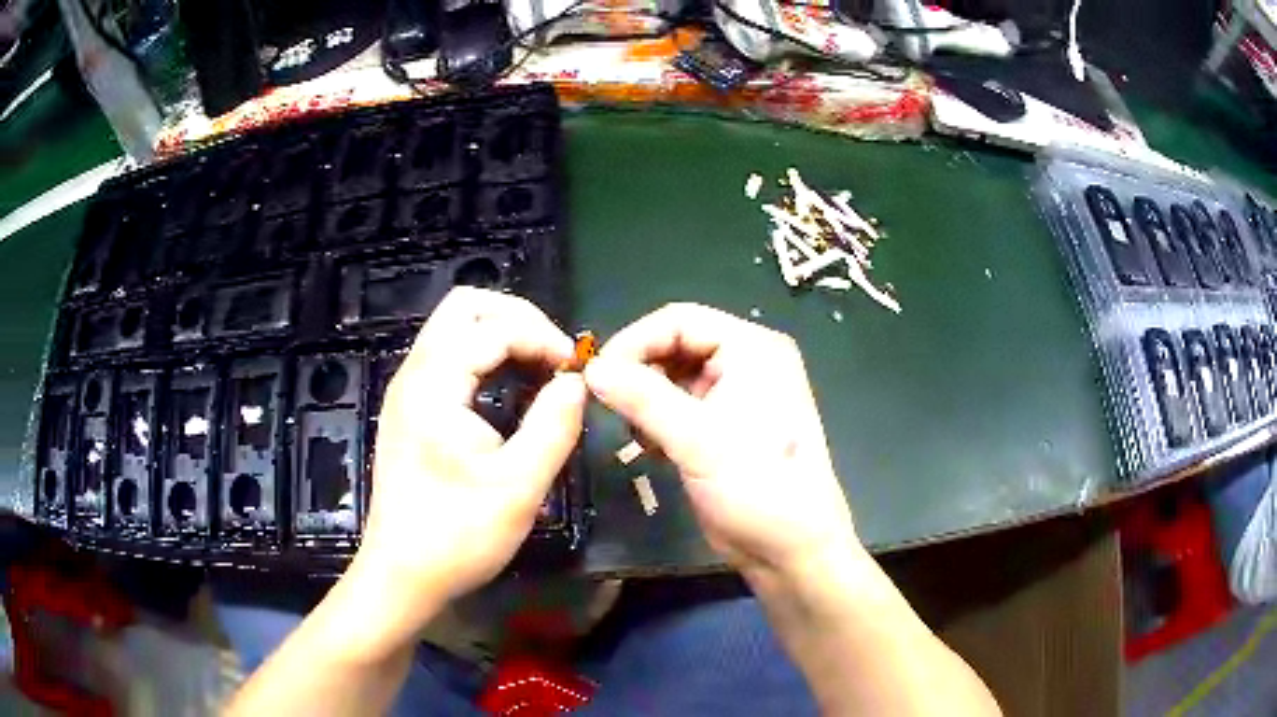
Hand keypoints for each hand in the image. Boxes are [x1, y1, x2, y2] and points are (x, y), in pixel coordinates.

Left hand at [356, 287, 585, 631]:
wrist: (402, 574)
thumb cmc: (457, 536)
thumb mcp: (519, 487)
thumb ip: (554, 425)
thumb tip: (576, 382)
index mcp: (435, 386)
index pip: (494, 326)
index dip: (542, 337)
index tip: (576, 371)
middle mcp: (414, 374)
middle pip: (465, 305)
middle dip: (518, 318)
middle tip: (554, 354)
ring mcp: (407, 390)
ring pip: (454, 327)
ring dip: (501, 334)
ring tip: (539, 368)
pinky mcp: (409, 409)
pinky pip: (449, 356)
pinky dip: (484, 355)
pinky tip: (509, 389)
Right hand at [584, 303, 858, 580]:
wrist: (790, 549)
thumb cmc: (757, 487)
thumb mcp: (698, 440)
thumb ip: (642, 398)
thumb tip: (591, 369)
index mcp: (752, 349)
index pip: (680, 320)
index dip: (634, 341)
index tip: (596, 374)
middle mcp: (745, 362)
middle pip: (675, 345)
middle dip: (638, 371)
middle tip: (607, 404)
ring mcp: (734, 395)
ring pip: (672, 377)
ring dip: (645, 399)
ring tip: (633, 431)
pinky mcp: (722, 427)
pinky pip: (678, 406)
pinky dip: (656, 420)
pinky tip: (649, 447)